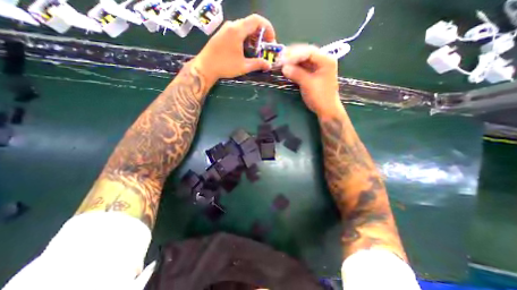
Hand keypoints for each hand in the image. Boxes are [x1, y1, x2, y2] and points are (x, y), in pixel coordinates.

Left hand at [192, 14, 275, 82]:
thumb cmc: (225, 66)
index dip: (268, 28)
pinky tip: (246, 50)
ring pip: (244, 28)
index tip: (271, 40)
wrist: (205, 67)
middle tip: (264, 48)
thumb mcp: (243, 66)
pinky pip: (237, 31)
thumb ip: (258, 64)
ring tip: (256, 51)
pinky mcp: (222, 34)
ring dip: (253, 38)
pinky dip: (245, 38)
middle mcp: (232, 25)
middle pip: (251, 23)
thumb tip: (268, 65)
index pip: (257, 20)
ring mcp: (226, 29)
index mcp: (238, 30)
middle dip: (261, 35)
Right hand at [279, 44, 341, 117]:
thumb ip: (297, 74)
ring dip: (292, 61)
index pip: (308, 52)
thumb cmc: (320, 97)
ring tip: (281, 62)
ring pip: (303, 60)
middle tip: (280, 59)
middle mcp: (322, 60)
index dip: (295, 54)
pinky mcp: (312, 74)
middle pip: (305, 53)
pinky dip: (294, 67)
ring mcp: (317, 67)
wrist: (326, 109)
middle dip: (292, 56)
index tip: (283, 59)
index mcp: (326, 60)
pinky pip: (302, 67)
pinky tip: (286, 68)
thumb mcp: (308, 84)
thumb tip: (283, 67)